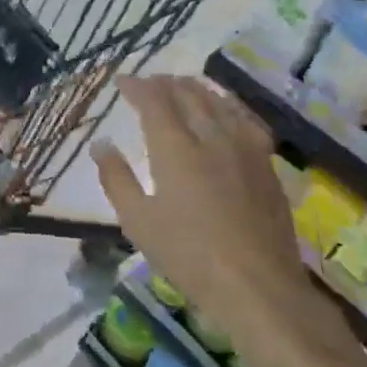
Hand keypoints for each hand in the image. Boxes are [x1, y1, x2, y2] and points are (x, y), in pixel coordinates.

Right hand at [93, 76, 307, 323]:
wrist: (256, 284)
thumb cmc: (188, 256)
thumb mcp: (137, 221)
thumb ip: (116, 178)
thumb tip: (101, 144)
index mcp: (175, 148)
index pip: (154, 100)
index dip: (137, 86)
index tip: (122, 81)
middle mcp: (210, 136)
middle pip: (187, 94)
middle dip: (164, 83)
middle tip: (148, 84)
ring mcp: (243, 147)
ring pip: (218, 101)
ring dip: (195, 88)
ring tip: (181, 87)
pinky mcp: (266, 162)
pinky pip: (245, 118)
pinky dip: (227, 104)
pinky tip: (224, 111)